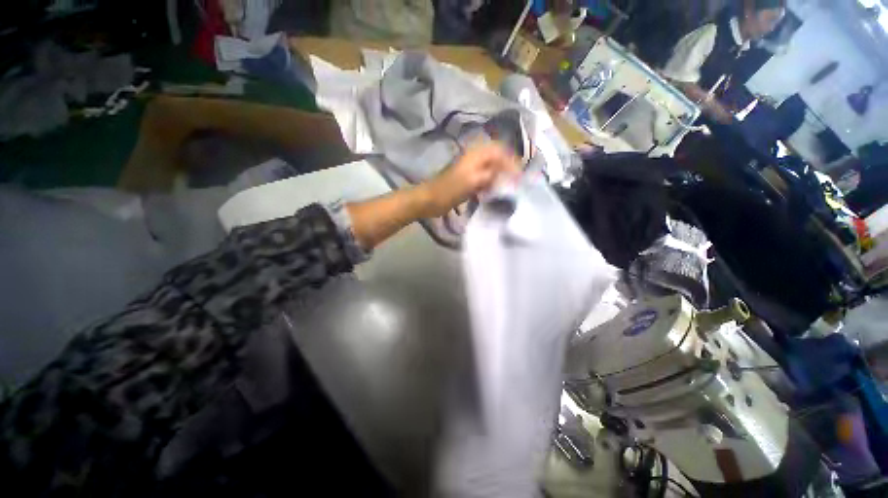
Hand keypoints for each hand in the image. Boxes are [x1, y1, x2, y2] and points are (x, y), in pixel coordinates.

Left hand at [418, 144, 520, 217]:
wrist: (430, 200)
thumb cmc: (449, 190)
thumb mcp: (472, 181)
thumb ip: (491, 175)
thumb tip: (508, 175)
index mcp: (475, 155)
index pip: (500, 151)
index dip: (512, 162)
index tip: (520, 177)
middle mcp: (474, 157)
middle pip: (497, 156)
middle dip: (508, 167)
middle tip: (517, 180)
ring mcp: (470, 168)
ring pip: (491, 166)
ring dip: (501, 174)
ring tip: (509, 186)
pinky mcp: (468, 178)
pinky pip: (485, 176)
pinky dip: (492, 182)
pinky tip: (495, 191)